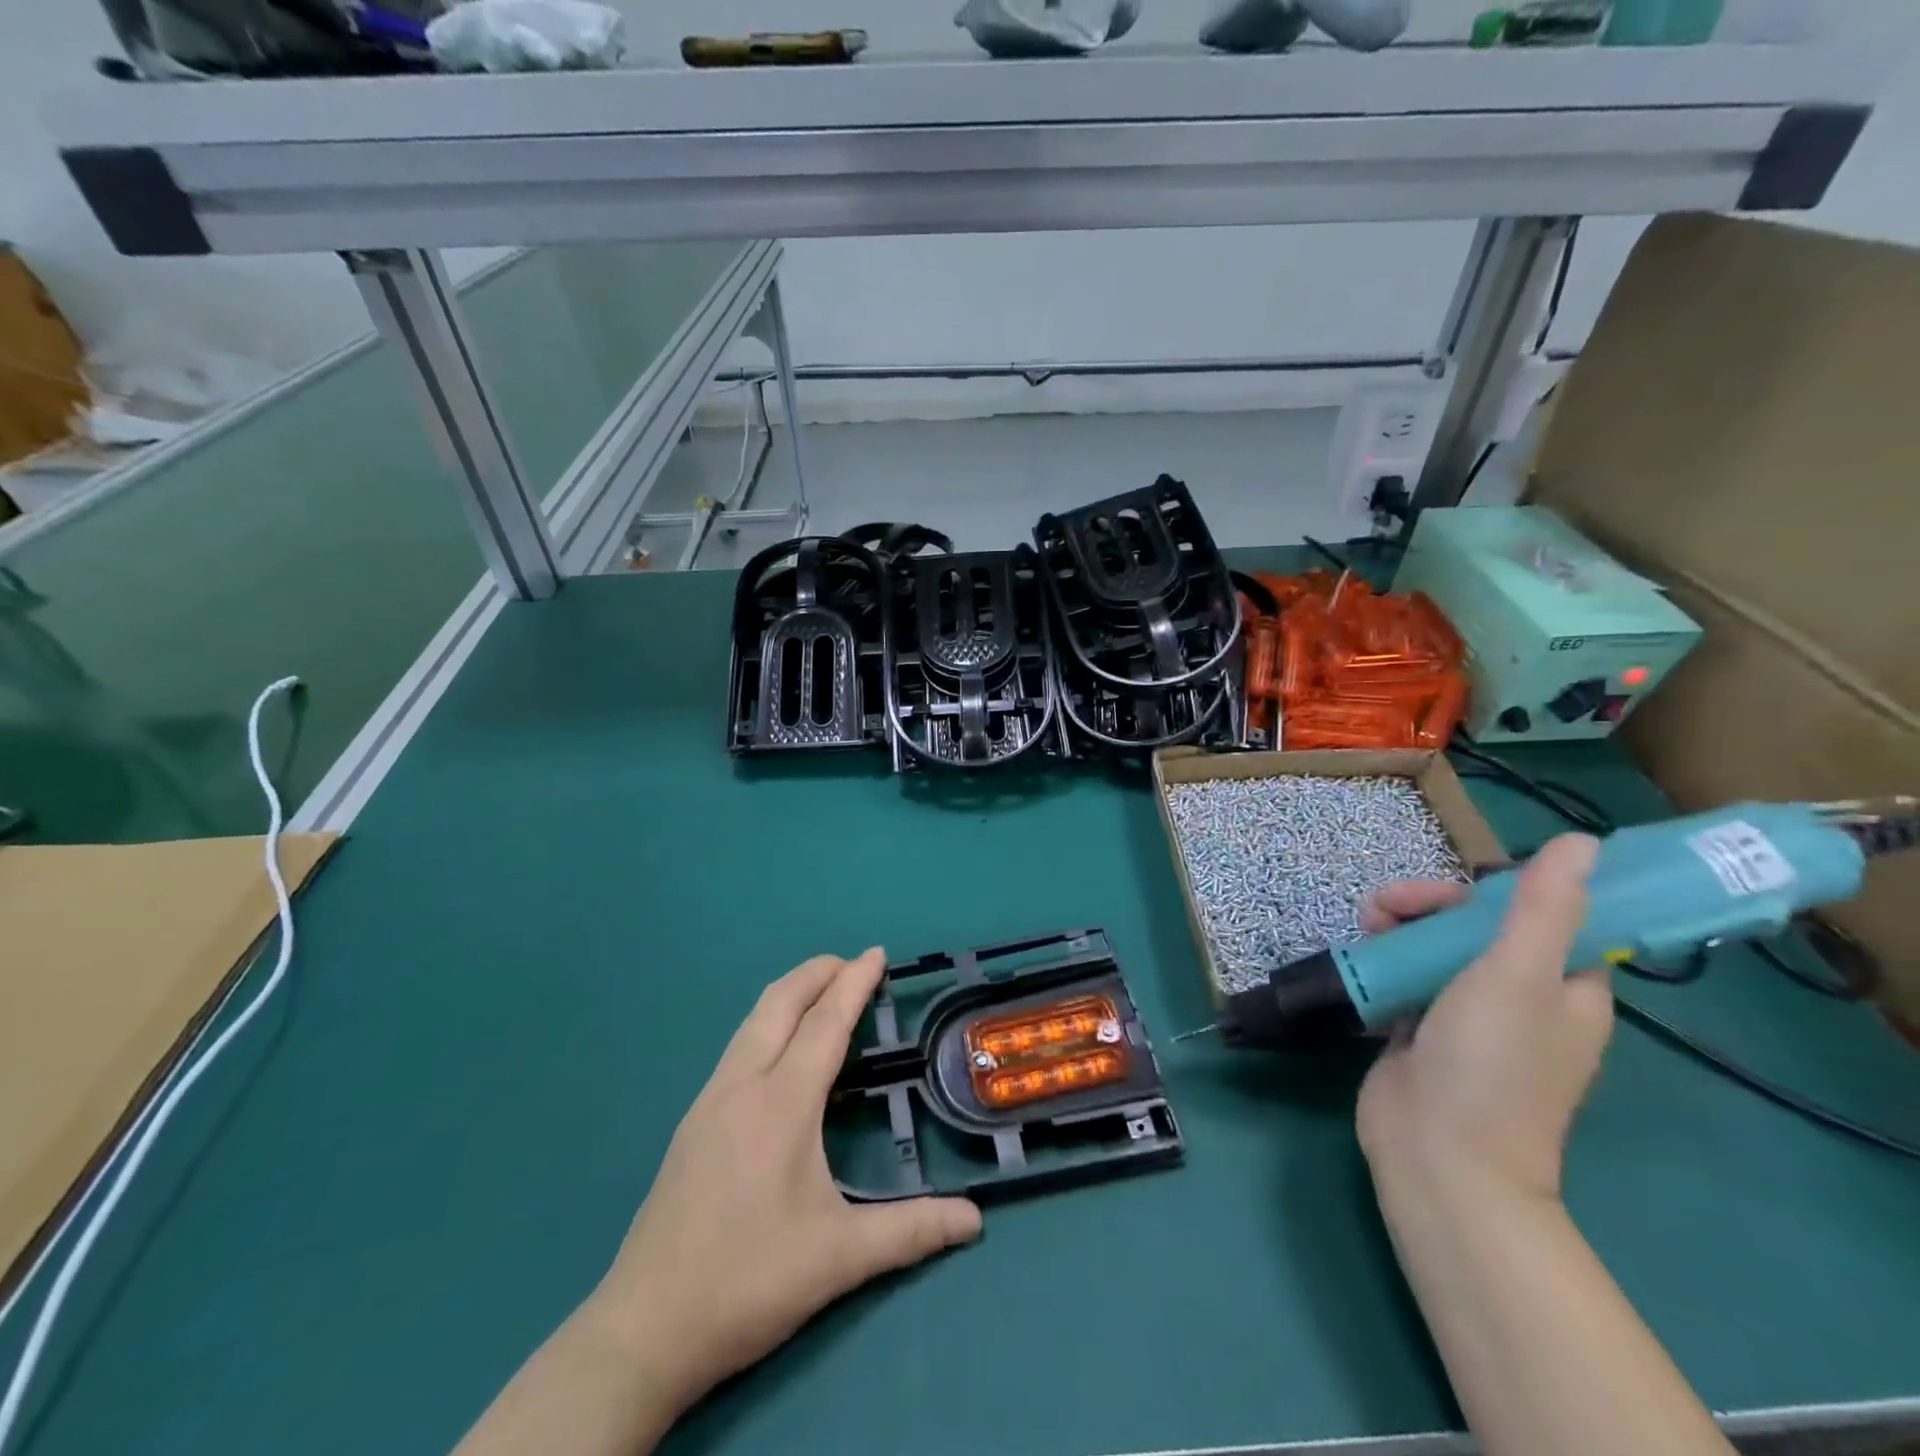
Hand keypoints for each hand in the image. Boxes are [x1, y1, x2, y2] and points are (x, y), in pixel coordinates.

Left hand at [586, 949, 981, 1417]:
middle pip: (780, 1003)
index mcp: (781, 1104)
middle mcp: (742, 1086)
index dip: (854, 984)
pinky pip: (739, 1047)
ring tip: (823, 993)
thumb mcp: (839, 1258)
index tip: (876, 954)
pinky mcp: (693, 1123)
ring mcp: (710, 1101)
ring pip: (753, 1022)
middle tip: (853, 964)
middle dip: (817, 972)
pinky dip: (770, 1023)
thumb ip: (911, 1232)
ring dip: (791, 994)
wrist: (644, 1329)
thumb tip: (976, 1222)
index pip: (825, 1024)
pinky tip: (782, 1052)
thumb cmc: (748, 1281)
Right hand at [1356, 834, 1612, 1204]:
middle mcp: (1521, 999)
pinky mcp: (1420, 1028)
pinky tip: (1362, 952)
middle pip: (1479, 927)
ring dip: (1402, 926)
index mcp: (1566, 989)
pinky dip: (1385, 958)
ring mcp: (1467, 1015)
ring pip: (1436, 948)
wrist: (1438, 1156)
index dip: (1507, 892)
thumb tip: (1582, 843)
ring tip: (1367, 924)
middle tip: (1390, 904)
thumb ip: (1544, 909)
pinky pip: (1406, 976)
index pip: (1549, 918)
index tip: (1464, 884)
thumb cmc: (1490, 1064)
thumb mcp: (1518, 976)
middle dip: (1434, 906)